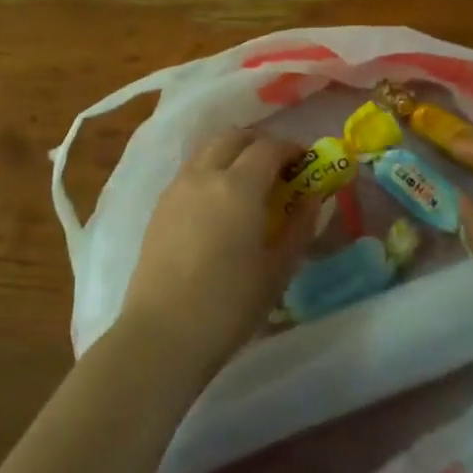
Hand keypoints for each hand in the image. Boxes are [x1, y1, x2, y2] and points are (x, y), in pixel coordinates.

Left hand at [116, 129, 316, 384]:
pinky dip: (210, 171)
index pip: (268, 147)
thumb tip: (312, 198)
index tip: (305, 162)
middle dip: (259, 143)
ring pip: (207, 150)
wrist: (162, 334)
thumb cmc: (229, 305)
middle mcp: (205, 175)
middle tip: (277, 168)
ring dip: (232, 153)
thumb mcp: (277, 270)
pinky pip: (190, 171)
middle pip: (234, 137)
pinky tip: (219, 204)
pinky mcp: (159, 206)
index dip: (291, 149)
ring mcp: (177, 188)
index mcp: (238, 186)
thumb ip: (299, 227)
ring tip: (247, 183)